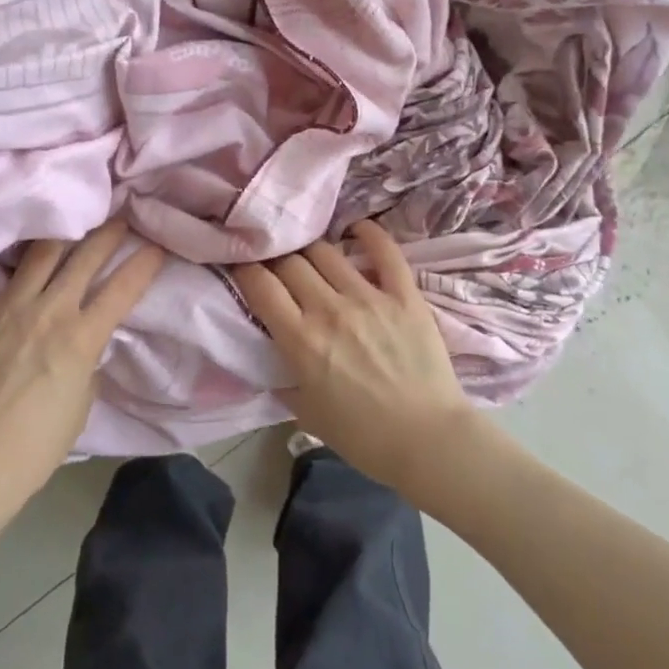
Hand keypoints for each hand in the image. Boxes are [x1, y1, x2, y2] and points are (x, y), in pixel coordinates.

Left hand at [0, 220, 163, 512]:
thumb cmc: (37, 445)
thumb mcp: (82, 403)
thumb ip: (88, 362)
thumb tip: (85, 341)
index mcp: (81, 338)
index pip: (124, 288)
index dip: (146, 263)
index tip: (158, 245)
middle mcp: (47, 311)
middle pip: (85, 257)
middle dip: (109, 232)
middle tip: (121, 214)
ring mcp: (4, 308)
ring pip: (39, 252)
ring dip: (62, 230)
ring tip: (70, 213)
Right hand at [230, 220, 478, 498]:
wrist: (427, 440)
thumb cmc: (362, 436)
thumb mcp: (305, 413)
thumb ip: (283, 379)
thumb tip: (272, 356)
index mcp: (301, 340)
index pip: (260, 285)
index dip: (244, 268)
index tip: (241, 266)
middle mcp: (330, 309)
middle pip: (290, 262)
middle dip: (275, 257)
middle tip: (274, 261)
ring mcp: (370, 298)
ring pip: (328, 251)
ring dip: (311, 248)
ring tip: (308, 251)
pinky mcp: (404, 295)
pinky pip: (385, 252)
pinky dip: (368, 233)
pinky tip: (357, 227)